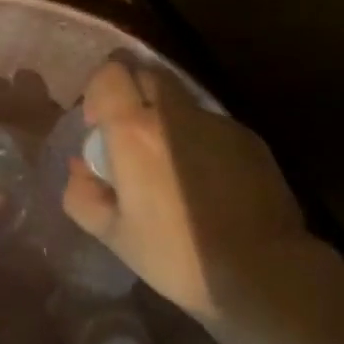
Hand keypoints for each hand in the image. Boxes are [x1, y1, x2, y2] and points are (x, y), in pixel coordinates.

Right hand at [61, 62, 318, 324]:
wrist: (262, 271)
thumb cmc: (176, 255)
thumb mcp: (113, 235)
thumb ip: (82, 193)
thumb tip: (81, 167)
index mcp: (135, 131)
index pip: (110, 72)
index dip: (98, 90)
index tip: (100, 126)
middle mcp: (176, 113)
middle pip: (147, 74)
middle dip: (132, 94)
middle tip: (130, 139)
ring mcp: (217, 122)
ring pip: (181, 100)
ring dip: (167, 119)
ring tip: (172, 168)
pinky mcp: (248, 137)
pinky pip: (210, 124)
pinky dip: (198, 140)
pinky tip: (207, 183)